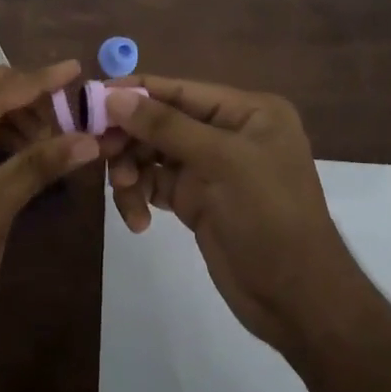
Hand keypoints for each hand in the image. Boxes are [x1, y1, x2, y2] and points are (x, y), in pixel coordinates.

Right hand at [105, 77, 361, 354]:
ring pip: (152, 153)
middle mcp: (227, 132)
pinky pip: (155, 184)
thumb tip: (114, 97)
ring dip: (132, 171)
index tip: (92, 99)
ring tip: (126, 192)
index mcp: (246, 111)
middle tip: (100, 153)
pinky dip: (140, 196)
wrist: (298, 301)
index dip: (135, 92)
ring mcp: (210, 167)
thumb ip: (166, 126)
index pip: (180, 90)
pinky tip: (139, 221)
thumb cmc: (269, 217)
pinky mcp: (196, 199)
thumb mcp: (222, 163)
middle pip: (161, 120)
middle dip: (130, 137)